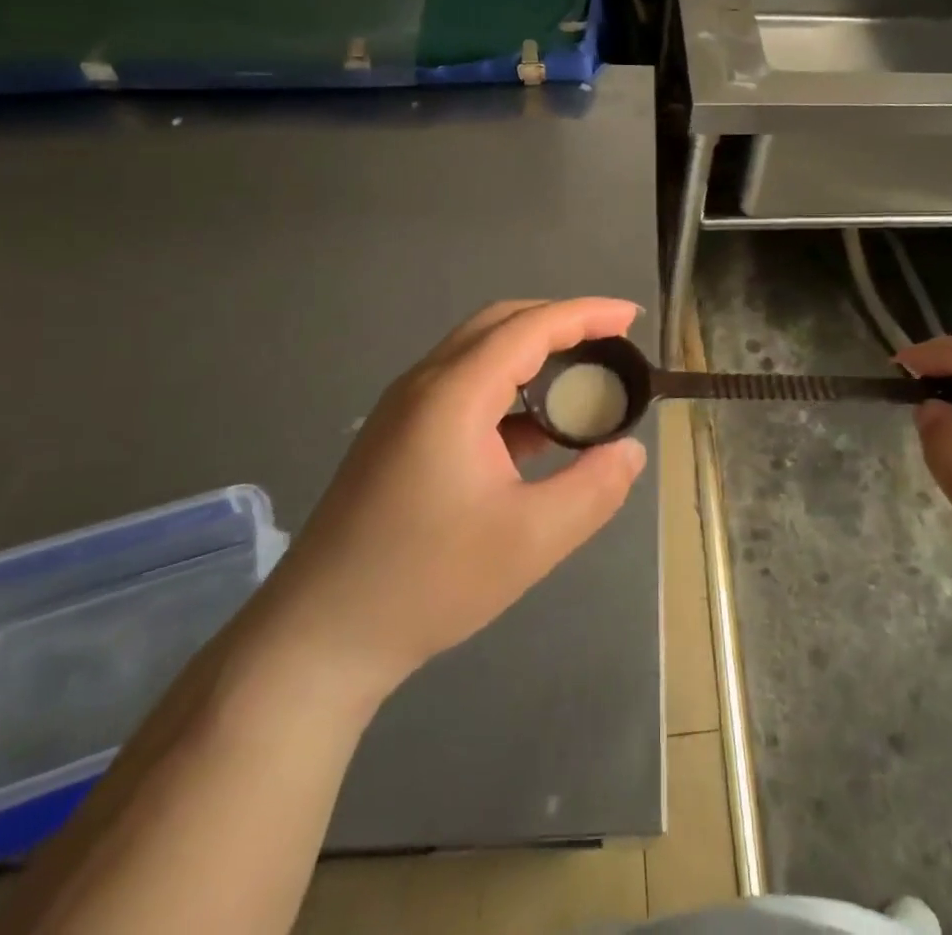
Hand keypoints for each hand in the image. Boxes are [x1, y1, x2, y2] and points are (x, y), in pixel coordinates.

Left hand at [255, 299, 648, 708]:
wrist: (319, 638)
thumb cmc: (428, 582)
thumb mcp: (531, 540)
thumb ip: (594, 489)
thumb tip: (631, 451)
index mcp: (454, 394)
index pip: (530, 327)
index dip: (586, 314)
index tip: (632, 317)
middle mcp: (424, 384)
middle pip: (501, 323)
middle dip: (561, 322)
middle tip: (611, 343)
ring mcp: (404, 408)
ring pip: (479, 352)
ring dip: (533, 352)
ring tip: (582, 380)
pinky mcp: (398, 435)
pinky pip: (464, 385)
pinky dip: (509, 386)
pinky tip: (535, 428)